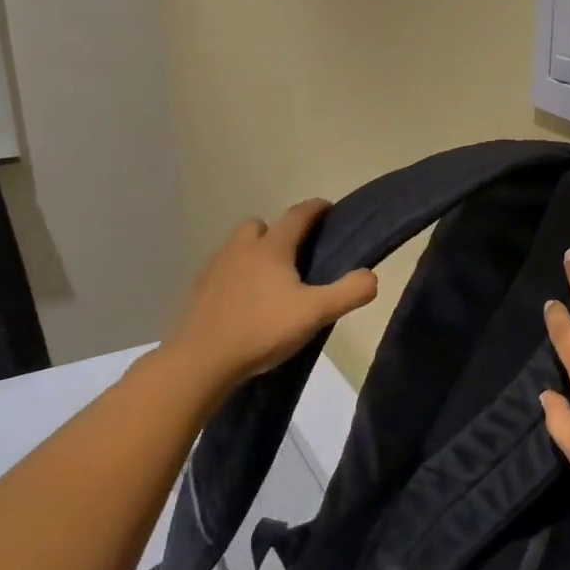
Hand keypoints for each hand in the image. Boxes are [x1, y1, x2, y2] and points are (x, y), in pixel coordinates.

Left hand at [167, 199, 377, 384]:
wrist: (201, 361)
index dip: (316, 209)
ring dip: (255, 252)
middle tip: (296, 255)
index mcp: (271, 248)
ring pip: (238, 246)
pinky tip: (244, 300)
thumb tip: (371, 276)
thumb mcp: (315, 313)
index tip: (328, 208)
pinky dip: (236, 275)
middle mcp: (241, 248)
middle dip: (279, 232)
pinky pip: (222, 270)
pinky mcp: (198, 289)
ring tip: (270, 280)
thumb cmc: (262, 330)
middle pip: (261, 226)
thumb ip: (349, 292)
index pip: (297, 215)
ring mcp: (215, 267)